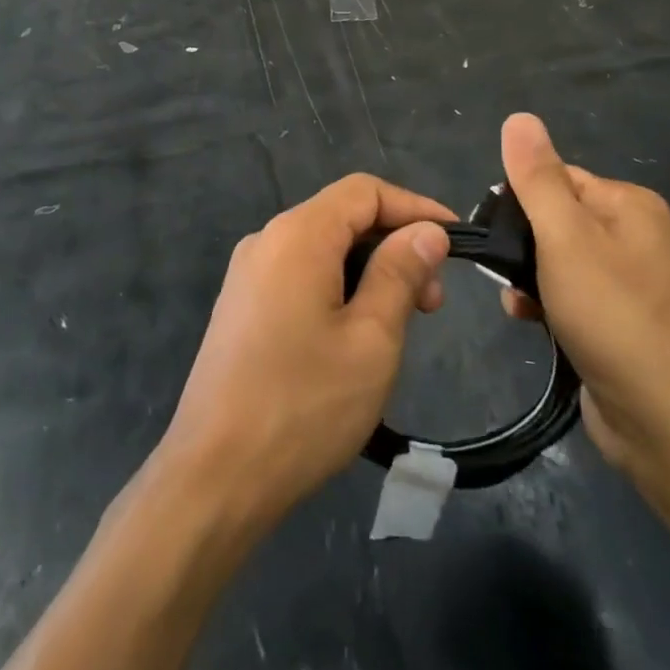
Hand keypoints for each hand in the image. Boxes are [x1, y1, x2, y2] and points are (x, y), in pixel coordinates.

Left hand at [156, 175, 454, 526]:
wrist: (214, 478)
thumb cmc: (303, 405)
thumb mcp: (371, 339)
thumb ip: (400, 273)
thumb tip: (426, 230)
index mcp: (298, 234)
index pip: (365, 191)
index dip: (415, 207)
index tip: (455, 241)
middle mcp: (267, 240)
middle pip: (342, 217)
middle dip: (394, 245)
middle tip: (432, 303)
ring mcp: (248, 275)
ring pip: (322, 249)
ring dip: (369, 271)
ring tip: (401, 323)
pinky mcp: (241, 307)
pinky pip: (300, 275)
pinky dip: (338, 288)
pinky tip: (356, 334)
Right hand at [498, 114, 669, 496]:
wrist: (665, 423)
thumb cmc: (612, 316)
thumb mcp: (565, 237)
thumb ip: (538, 177)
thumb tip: (519, 117)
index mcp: (628, 203)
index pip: (556, 177)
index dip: (520, 201)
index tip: (496, 233)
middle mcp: (632, 234)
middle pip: (553, 217)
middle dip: (522, 244)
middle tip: (505, 271)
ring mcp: (628, 280)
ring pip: (554, 258)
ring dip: (527, 277)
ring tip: (517, 303)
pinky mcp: (617, 319)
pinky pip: (568, 293)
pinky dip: (545, 302)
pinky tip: (529, 321)